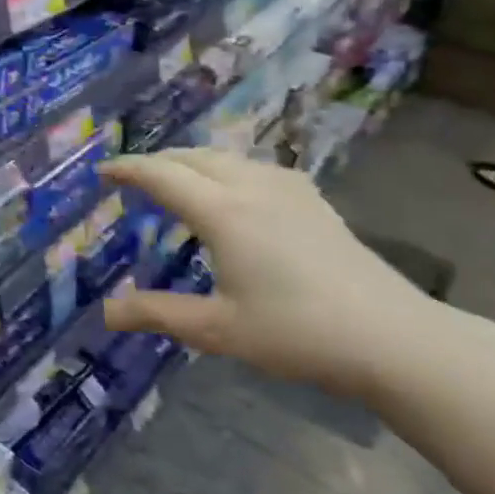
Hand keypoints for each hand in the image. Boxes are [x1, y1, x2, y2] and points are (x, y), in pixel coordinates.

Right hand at [100, 149, 440, 399]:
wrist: (391, 336)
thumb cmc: (296, 333)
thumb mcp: (218, 330)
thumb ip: (158, 314)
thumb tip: (106, 313)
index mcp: (223, 212)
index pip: (162, 176)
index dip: (128, 169)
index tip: (103, 170)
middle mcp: (251, 187)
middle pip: (193, 157)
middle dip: (158, 160)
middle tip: (133, 176)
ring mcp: (287, 189)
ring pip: (226, 157)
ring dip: (192, 160)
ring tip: (176, 179)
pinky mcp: (313, 200)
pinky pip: (255, 167)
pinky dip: (226, 168)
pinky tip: (235, 190)